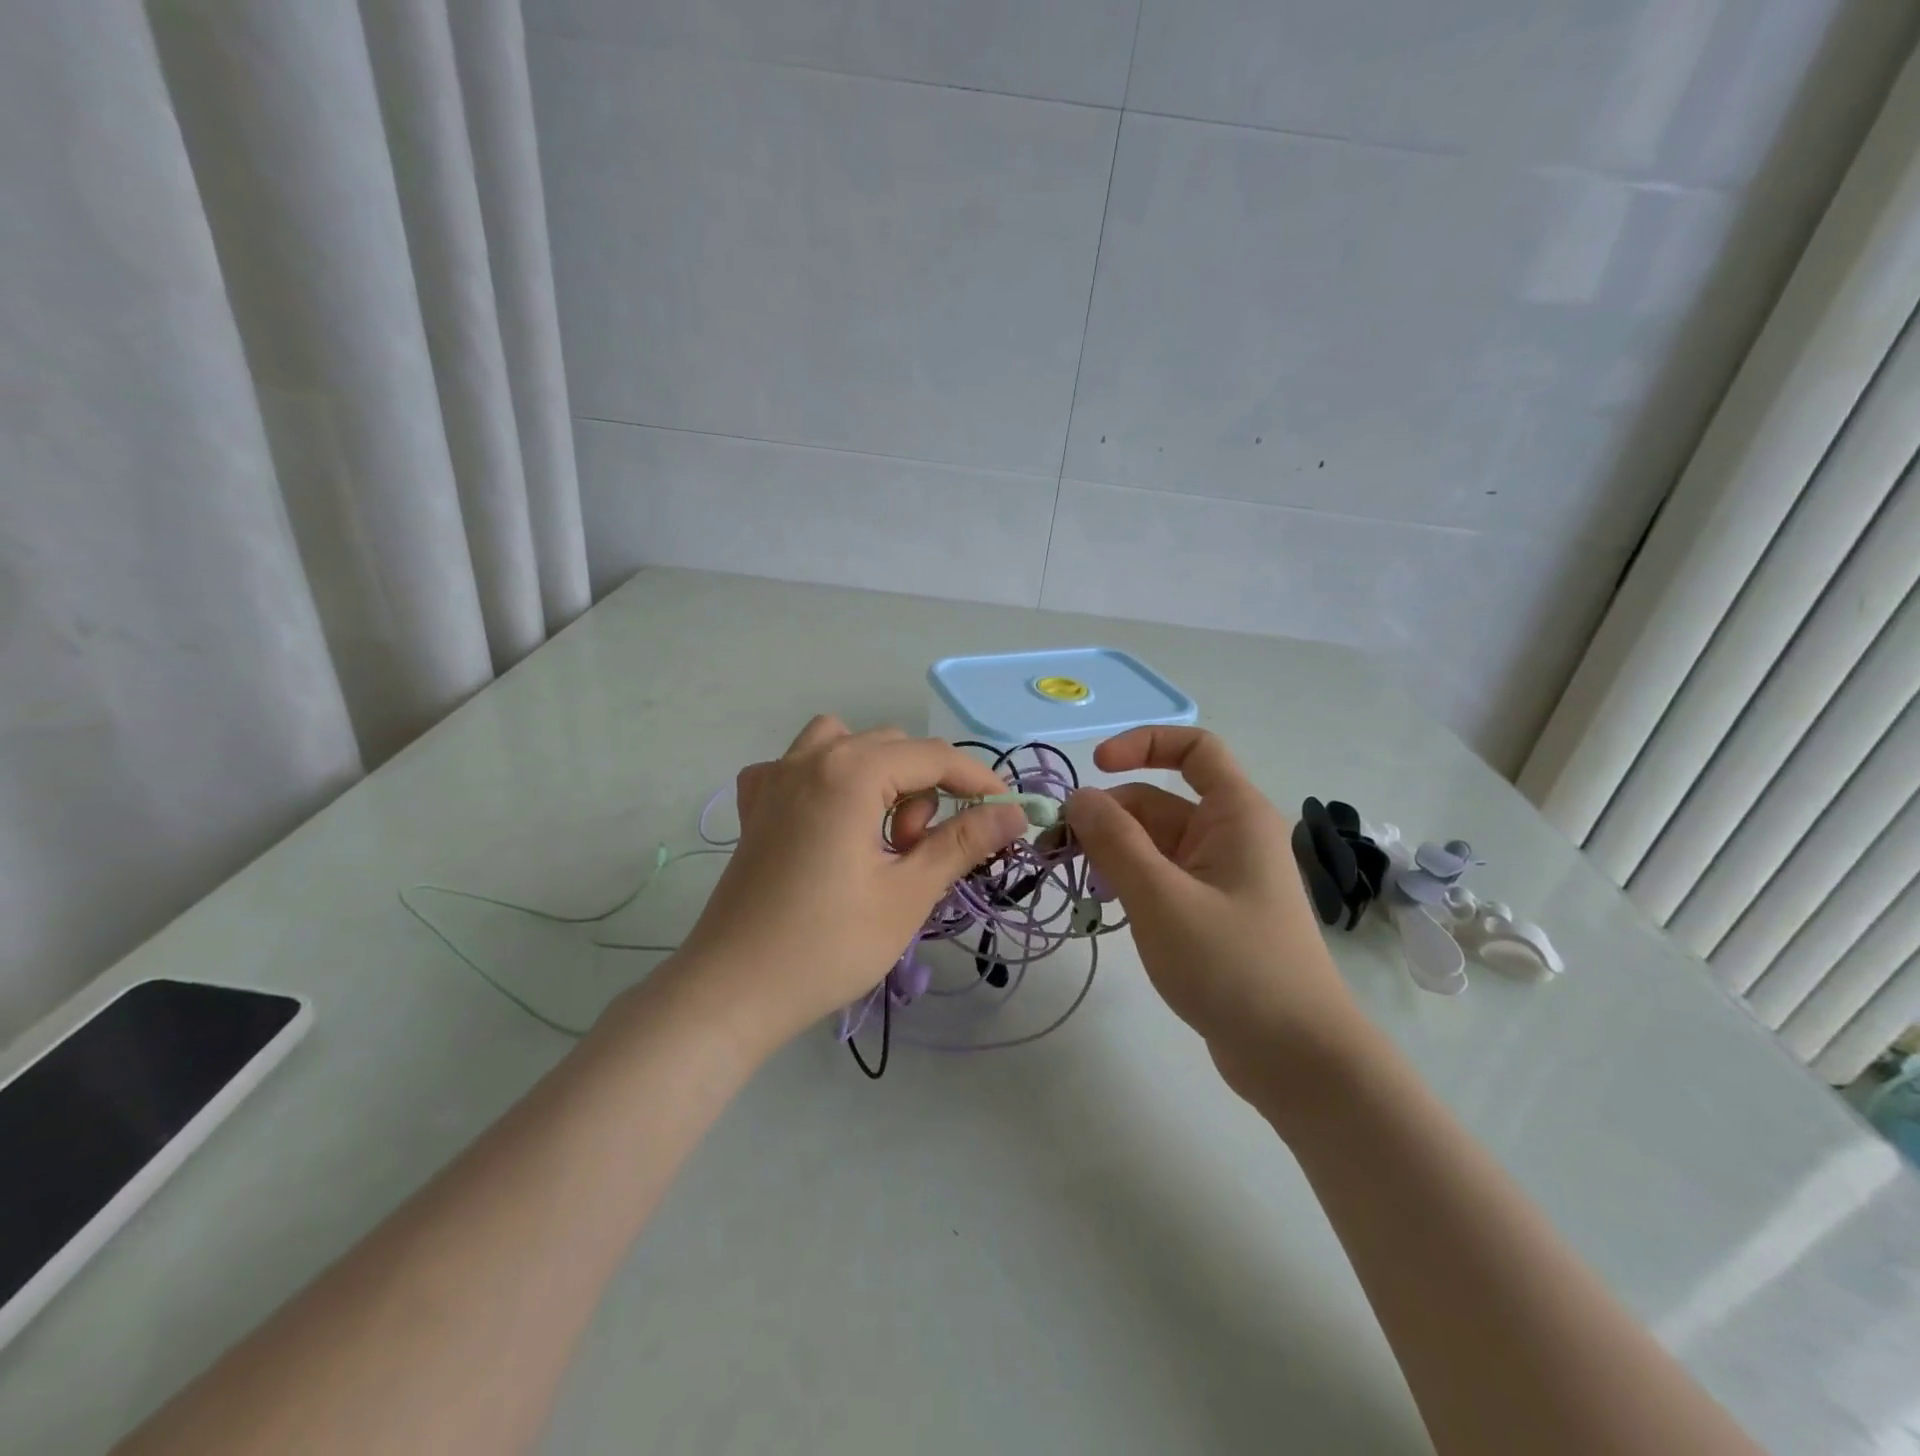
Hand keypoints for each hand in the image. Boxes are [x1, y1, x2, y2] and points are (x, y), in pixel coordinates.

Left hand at [674, 716, 1027, 1048]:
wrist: (733, 991)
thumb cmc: (828, 945)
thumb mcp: (908, 894)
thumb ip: (962, 843)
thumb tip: (1012, 813)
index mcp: (849, 772)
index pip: (933, 756)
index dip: (977, 780)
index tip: (1004, 812)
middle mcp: (810, 759)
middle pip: (892, 747)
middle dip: (922, 790)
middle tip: (917, 852)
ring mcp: (774, 778)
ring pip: (846, 745)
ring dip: (878, 776)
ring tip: (878, 835)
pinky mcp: (755, 805)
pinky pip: (801, 765)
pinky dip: (828, 780)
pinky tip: (829, 822)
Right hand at [1064, 727, 1359, 1091]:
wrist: (1296, 1058)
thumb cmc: (1233, 966)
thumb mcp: (1161, 898)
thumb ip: (1115, 841)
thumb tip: (1079, 797)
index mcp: (1235, 815)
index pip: (1194, 749)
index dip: (1143, 744)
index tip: (1095, 768)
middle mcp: (1230, 835)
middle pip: (1158, 802)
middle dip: (1106, 818)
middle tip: (1055, 852)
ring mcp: (1222, 876)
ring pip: (1155, 843)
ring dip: (1113, 853)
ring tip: (1077, 884)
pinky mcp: (1213, 912)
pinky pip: (1163, 877)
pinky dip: (1131, 882)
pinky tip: (1106, 908)